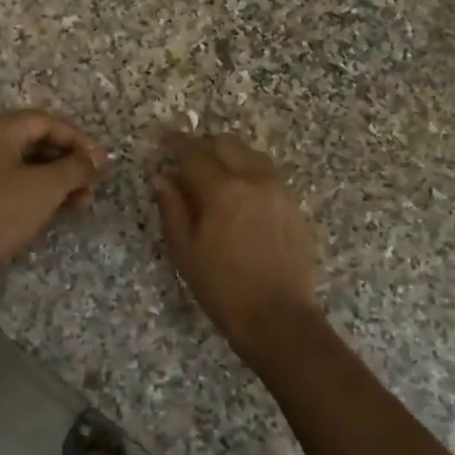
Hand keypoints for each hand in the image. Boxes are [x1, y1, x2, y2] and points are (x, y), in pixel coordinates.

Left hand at [0, 110, 106, 280]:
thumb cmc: (4, 211)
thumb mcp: (47, 186)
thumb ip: (77, 167)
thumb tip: (97, 159)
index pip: (47, 122)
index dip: (79, 139)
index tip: (101, 161)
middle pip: (38, 141)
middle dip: (70, 161)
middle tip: (94, 181)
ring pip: (29, 165)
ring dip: (60, 179)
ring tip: (84, 199)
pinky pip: (18, 183)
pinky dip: (42, 192)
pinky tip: (64, 208)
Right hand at [151, 130, 321, 351]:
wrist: (277, 317)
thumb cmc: (222, 288)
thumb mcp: (185, 251)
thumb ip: (172, 208)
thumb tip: (160, 177)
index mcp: (222, 190)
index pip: (194, 153)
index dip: (175, 142)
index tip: (163, 137)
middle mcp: (254, 179)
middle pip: (226, 143)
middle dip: (204, 146)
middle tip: (187, 159)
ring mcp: (279, 191)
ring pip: (251, 155)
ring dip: (230, 157)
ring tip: (215, 176)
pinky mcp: (294, 206)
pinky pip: (269, 176)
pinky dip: (250, 174)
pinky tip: (241, 196)